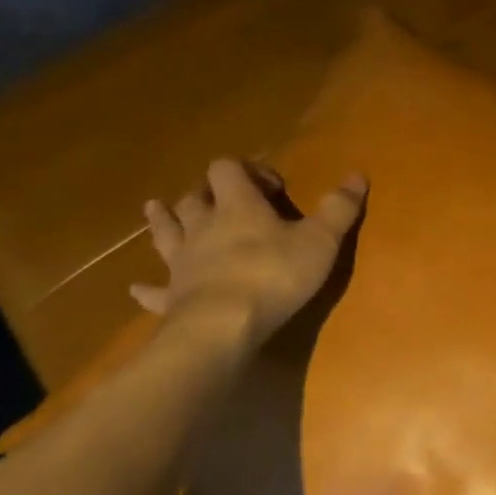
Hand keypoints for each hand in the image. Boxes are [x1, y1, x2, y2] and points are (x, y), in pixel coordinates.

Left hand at [131, 157, 366, 357]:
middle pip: (194, 197)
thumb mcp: (321, 240)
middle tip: (222, 201)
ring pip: (166, 231)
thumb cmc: (275, 275)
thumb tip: (358, 174)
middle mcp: (203, 226)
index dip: (248, 170)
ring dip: (163, 219)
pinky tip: (137, 289)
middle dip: (207, 193)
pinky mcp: (172, 296)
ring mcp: (182, 261)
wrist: (224, 325)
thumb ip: (339, 208)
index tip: (273, 188)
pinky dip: (147, 288)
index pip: (228, 169)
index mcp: (237, 206)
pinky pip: (154, 289)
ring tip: (155, 209)